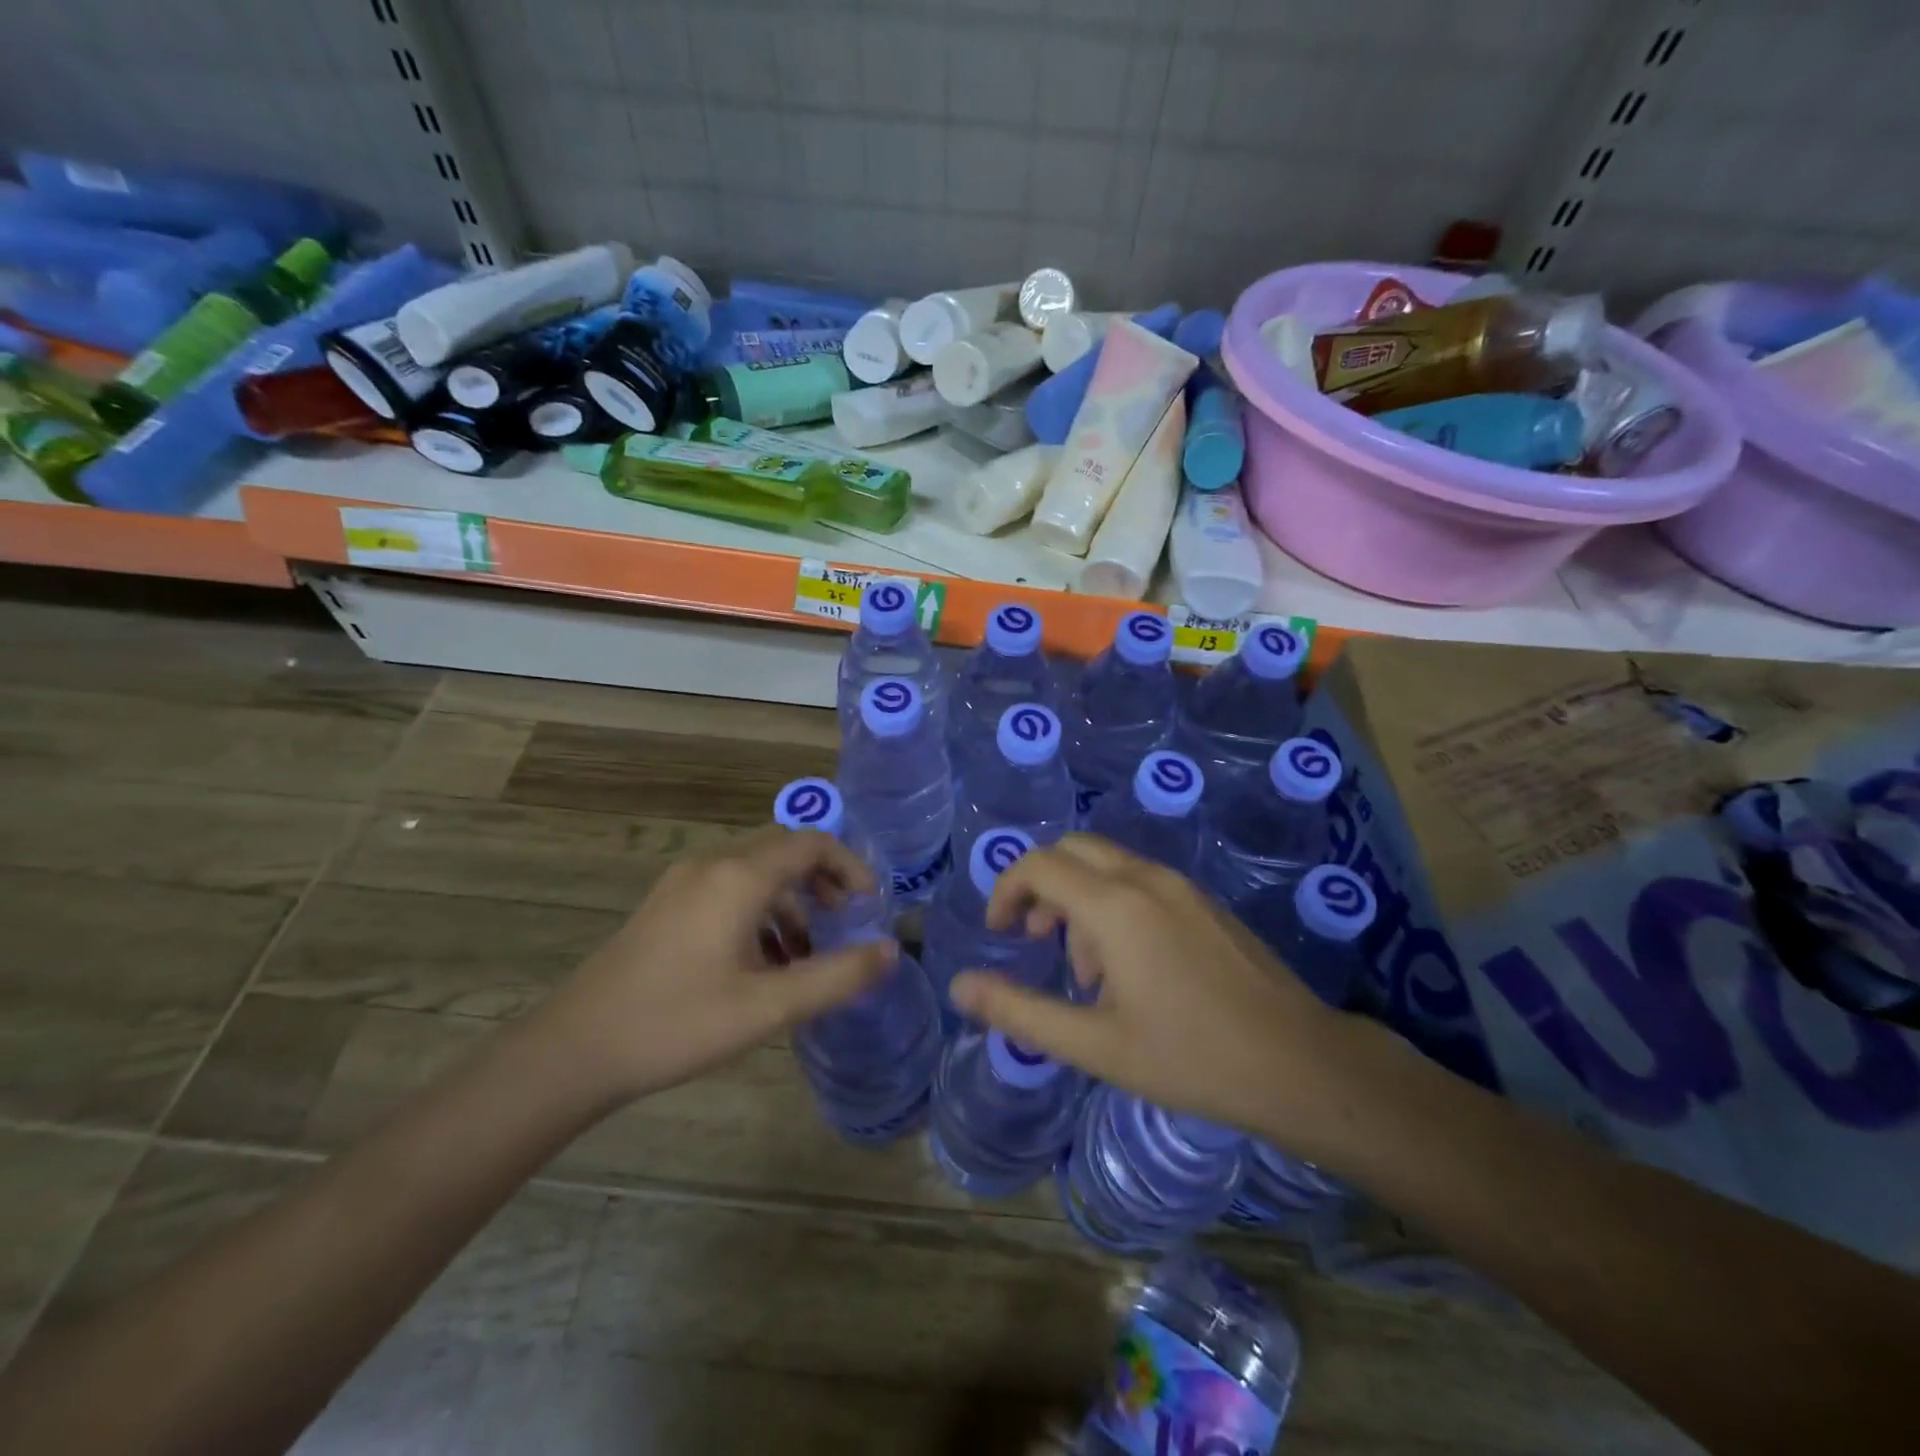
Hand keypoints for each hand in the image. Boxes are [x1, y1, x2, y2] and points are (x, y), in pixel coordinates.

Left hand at [539, 827, 896, 1103]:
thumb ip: (837, 977)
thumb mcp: (769, 1007)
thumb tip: (891, 952)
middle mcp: (712, 866)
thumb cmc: (678, 1023)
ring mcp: (683, 884)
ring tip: (806, 956)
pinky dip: (759, 913)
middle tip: (845, 922)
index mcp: (739, 878)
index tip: (869, 905)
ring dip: (791, 902)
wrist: (574, 1050)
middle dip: (822, 881)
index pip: (811, 844)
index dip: (849, 866)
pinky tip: (761, 964)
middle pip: (783, 851)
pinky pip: (728, 891)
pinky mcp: (666, 906)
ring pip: (755, 873)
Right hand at [949, 835, 1364, 1156]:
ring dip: (1079, 900)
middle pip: (1072, 850)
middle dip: (1041, 887)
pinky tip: (1131, 968)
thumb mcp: (1094, 1045)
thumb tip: (960, 986)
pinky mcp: (1204, 901)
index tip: (1000, 934)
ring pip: (1107, 865)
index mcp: (1115, 906)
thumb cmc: (1190, 1057)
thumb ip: (1020, 1011)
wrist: (1300, 1063)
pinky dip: (1113, 904)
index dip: (1006, 890)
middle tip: (1035, 941)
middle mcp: (1145, 879)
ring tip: (1088, 974)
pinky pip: (1140, 881)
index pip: (1039, 865)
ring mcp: (1181, 886)